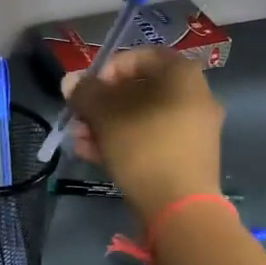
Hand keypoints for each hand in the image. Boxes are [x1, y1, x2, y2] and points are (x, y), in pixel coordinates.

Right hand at [63, 48, 224, 222]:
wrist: (180, 207)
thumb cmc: (143, 147)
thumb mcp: (106, 115)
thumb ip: (85, 93)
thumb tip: (71, 81)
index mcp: (182, 75)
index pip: (140, 56)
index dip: (108, 69)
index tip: (86, 89)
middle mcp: (194, 96)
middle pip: (139, 90)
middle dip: (102, 104)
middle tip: (78, 118)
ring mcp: (193, 130)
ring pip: (142, 118)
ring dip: (107, 126)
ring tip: (79, 140)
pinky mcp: (186, 158)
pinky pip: (151, 140)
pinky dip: (124, 143)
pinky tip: (92, 155)